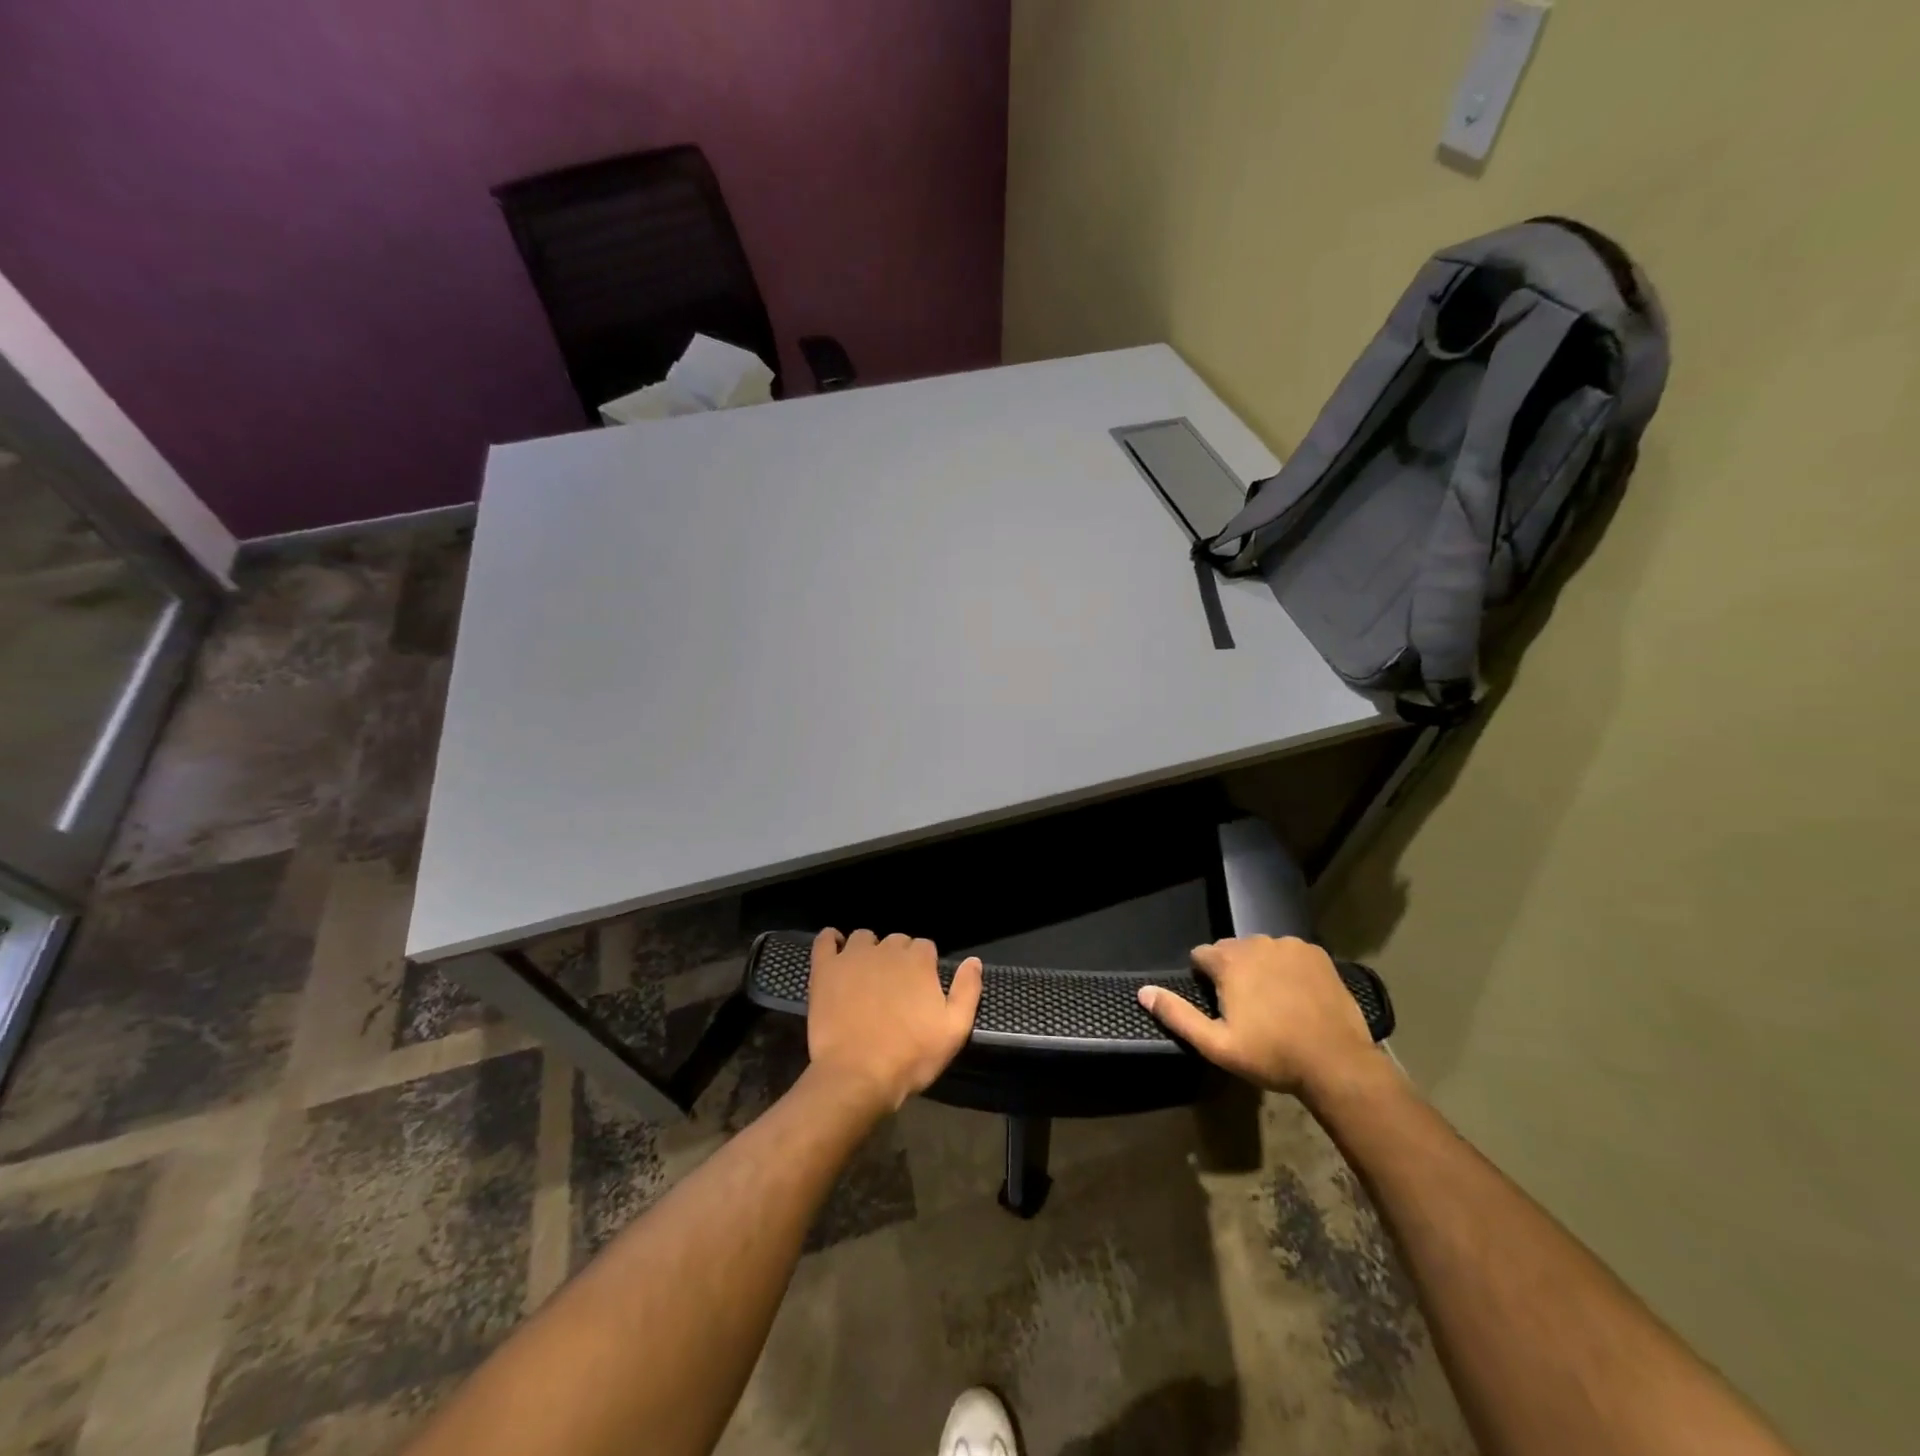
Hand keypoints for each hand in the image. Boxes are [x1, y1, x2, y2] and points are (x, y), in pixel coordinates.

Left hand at [805, 929, 983, 1116]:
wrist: (858, 1076)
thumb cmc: (911, 1056)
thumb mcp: (954, 1030)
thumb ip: (967, 990)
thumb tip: (973, 960)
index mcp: (918, 961)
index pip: (925, 947)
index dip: (924, 966)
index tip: (920, 989)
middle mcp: (887, 950)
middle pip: (896, 941)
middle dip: (898, 958)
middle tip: (895, 989)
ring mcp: (852, 957)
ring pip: (863, 938)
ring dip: (868, 950)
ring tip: (866, 975)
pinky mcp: (825, 969)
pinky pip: (825, 941)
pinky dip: (830, 940)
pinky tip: (834, 950)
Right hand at [1137, 936, 1376, 1097]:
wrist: (1337, 1063)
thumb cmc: (1272, 1055)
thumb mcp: (1216, 1044)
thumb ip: (1177, 1015)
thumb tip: (1143, 991)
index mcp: (1229, 960)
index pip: (1201, 955)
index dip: (1204, 979)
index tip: (1219, 1006)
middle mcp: (1257, 943)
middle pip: (1231, 950)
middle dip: (1232, 972)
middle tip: (1247, 1010)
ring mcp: (1290, 946)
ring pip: (1261, 951)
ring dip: (1260, 969)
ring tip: (1274, 1004)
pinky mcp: (1317, 954)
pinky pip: (1290, 954)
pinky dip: (1288, 969)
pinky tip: (1298, 997)